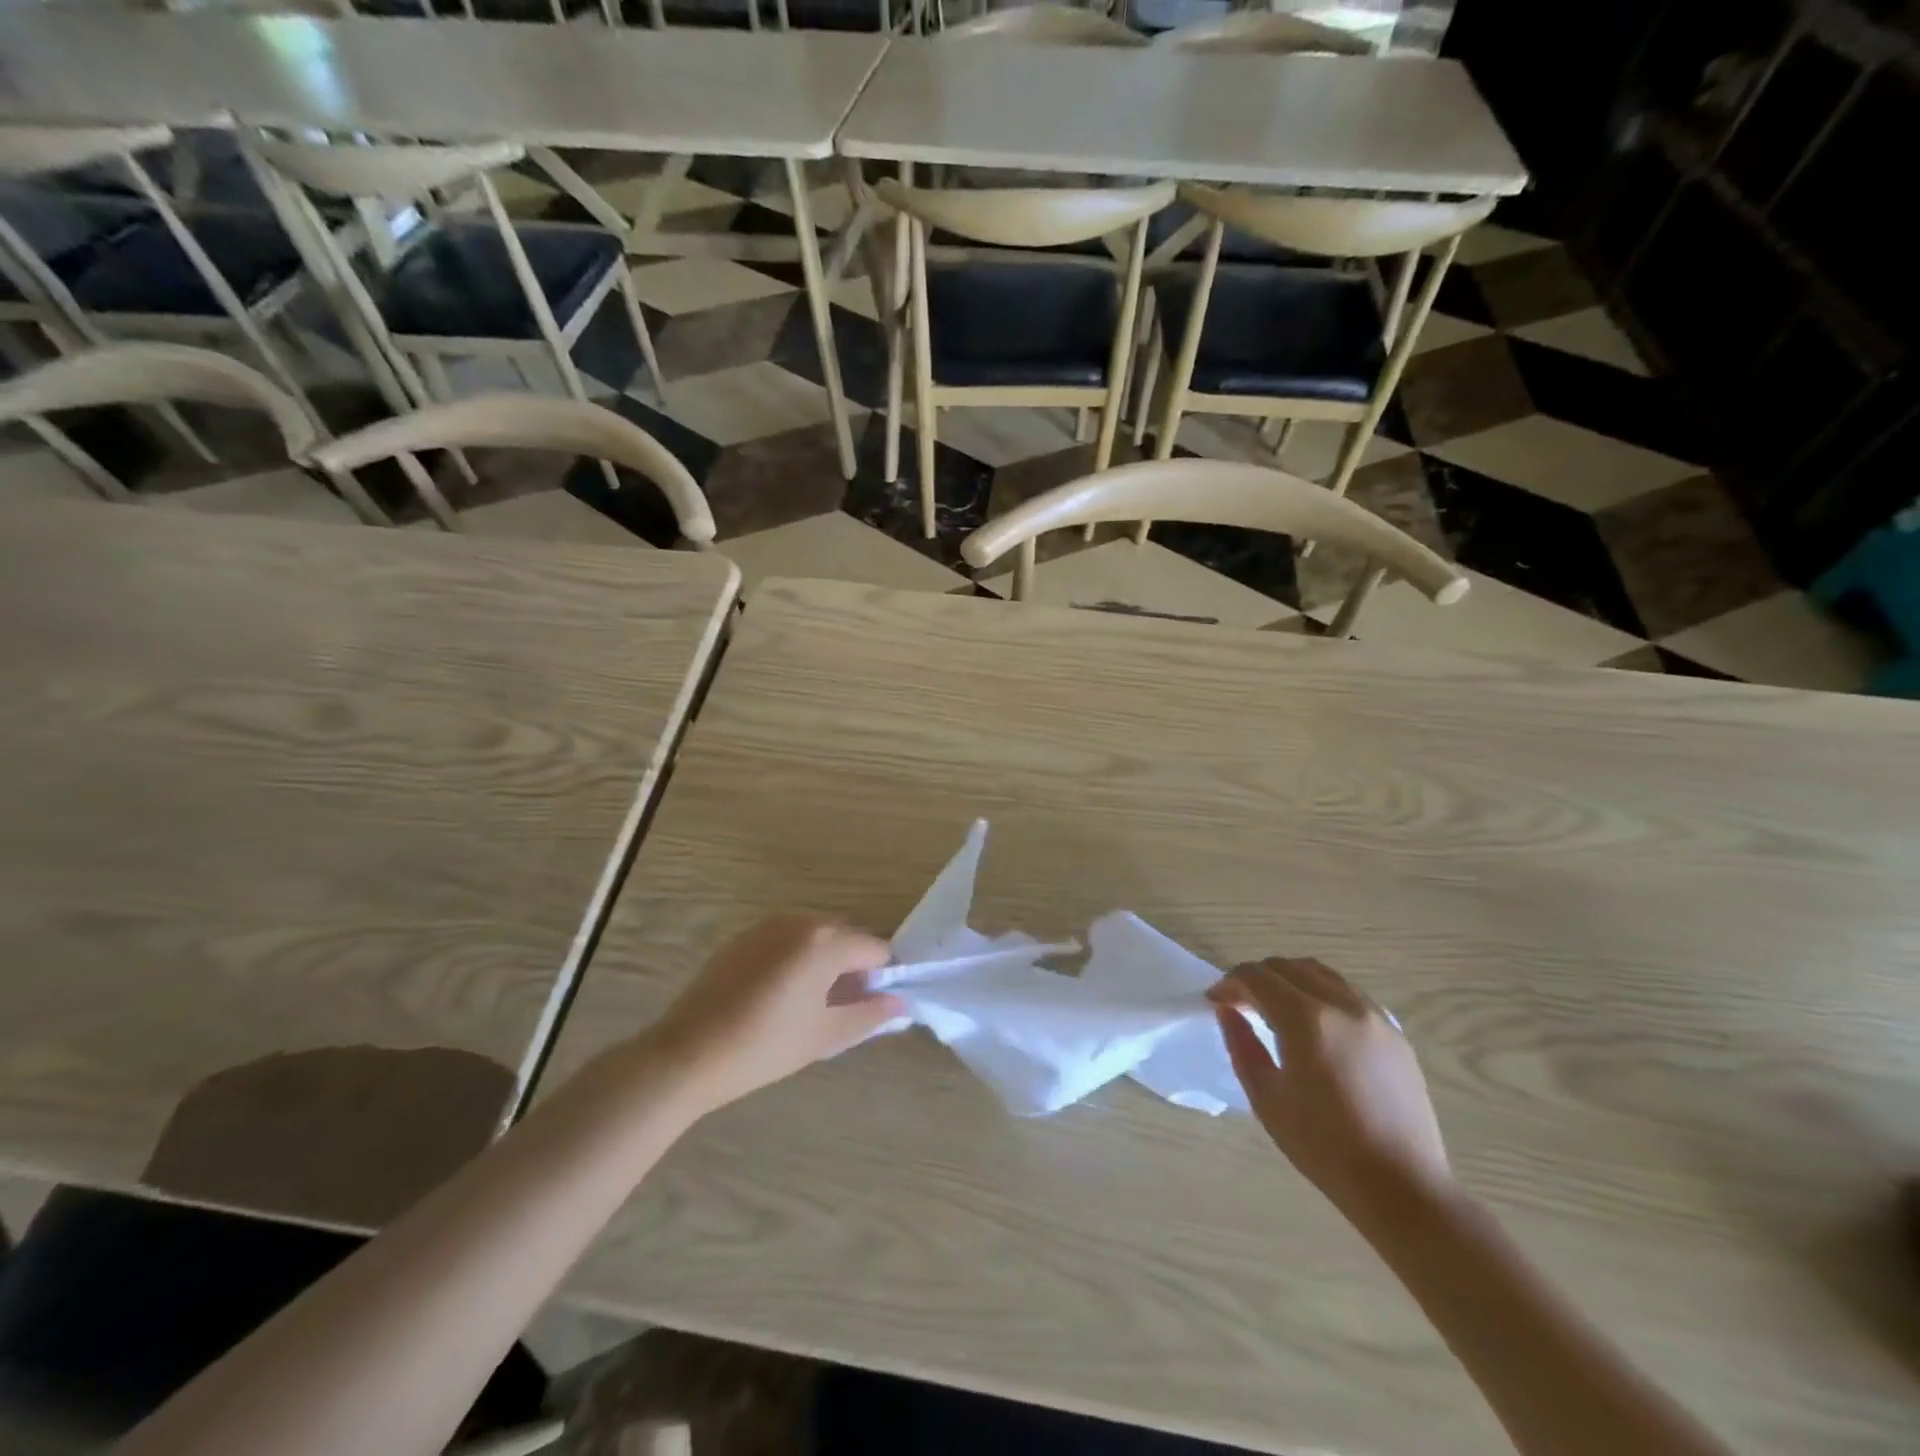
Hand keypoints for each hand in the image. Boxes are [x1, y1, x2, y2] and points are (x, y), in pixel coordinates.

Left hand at [640, 914, 904, 1117]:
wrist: (688, 1054)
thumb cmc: (765, 1046)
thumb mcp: (825, 1035)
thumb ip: (870, 1014)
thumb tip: (900, 1003)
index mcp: (825, 941)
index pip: (875, 948)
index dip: (882, 976)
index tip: (873, 1005)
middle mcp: (800, 921)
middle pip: (846, 936)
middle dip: (854, 964)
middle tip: (844, 1006)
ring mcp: (767, 926)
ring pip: (816, 935)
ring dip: (826, 959)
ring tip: (812, 1002)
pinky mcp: (743, 938)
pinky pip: (787, 939)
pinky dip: (797, 957)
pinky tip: (780, 995)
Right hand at [1209, 957, 1449, 1222]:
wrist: (1402, 1186)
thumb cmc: (1324, 1147)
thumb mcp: (1266, 1098)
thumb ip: (1241, 1045)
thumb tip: (1227, 1011)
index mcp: (1306, 1020)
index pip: (1256, 977)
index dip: (1229, 983)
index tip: (1216, 1001)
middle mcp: (1341, 1005)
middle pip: (1287, 967)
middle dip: (1256, 978)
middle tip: (1240, 1005)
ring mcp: (1374, 1016)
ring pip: (1320, 972)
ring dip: (1289, 979)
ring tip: (1276, 1009)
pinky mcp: (1395, 1032)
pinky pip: (1348, 992)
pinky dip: (1321, 992)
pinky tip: (1314, 1024)